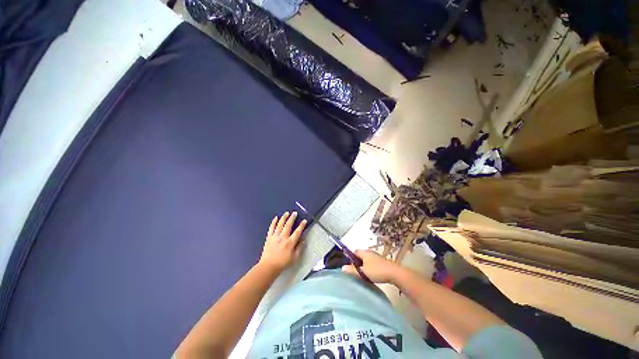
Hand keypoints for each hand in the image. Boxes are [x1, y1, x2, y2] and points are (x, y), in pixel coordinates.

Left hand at [258, 212, 306, 273]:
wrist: (269, 266)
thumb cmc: (283, 263)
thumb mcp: (295, 258)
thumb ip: (300, 248)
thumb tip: (303, 240)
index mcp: (290, 242)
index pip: (298, 232)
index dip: (302, 225)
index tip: (304, 221)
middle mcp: (283, 237)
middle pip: (288, 225)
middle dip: (292, 218)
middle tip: (295, 213)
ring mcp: (275, 236)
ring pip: (280, 224)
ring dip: (284, 218)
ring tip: (286, 213)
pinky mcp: (269, 237)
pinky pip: (271, 228)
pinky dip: (274, 222)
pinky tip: (276, 218)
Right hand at [343, 250, 401, 283]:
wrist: (394, 273)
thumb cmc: (377, 271)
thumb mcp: (363, 272)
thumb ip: (352, 270)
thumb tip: (342, 267)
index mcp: (364, 252)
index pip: (354, 252)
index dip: (351, 258)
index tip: (350, 267)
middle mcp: (370, 252)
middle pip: (360, 255)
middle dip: (357, 262)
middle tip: (356, 272)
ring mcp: (376, 256)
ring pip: (366, 259)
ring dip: (364, 265)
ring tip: (363, 274)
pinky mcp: (381, 261)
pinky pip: (372, 263)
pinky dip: (370, 267)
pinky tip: (371, 274)